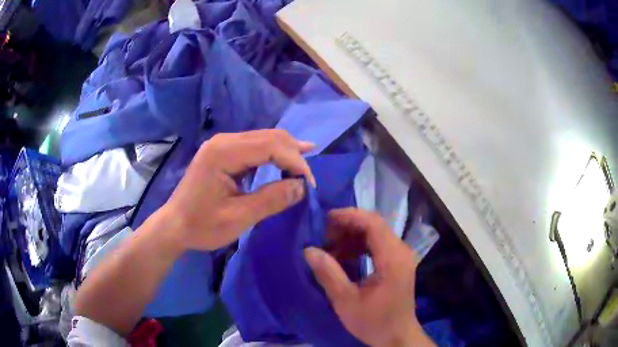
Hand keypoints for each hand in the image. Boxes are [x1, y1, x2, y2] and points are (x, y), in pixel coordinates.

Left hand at [160, 129, 315, 251]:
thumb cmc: (202, 225)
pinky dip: (274, 155)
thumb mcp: (238, 218)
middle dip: (294, 154)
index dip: (295, 162)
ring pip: (265, 139)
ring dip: (286, 153)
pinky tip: (286, 162)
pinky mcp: (223, 152)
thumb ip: (271, 200)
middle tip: (309, 179)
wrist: (174, 225)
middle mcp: (224, 141)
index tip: (309, 185)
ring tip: (305, 167)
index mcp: (224, 153)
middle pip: (270, 136)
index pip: (271, 146)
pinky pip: (255, 146)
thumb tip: (302, 187)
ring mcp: (222, 144)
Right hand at [304, 209, 434, 346]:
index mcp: (393, 258)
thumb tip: (309, 250)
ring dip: (351, 236)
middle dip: (346, 226)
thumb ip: (329, 274)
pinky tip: (343, 257)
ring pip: (374, 233)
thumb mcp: (346, 301)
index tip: (324, 220)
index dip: (348, 216)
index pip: (373, 223)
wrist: (396, 336)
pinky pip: (377, 245)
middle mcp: (400, 251)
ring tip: (329, 248)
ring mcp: (400, 256)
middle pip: (374, 225)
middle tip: (323, 237)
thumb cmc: (374, 322)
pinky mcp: (396, 263)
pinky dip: (358, 246)